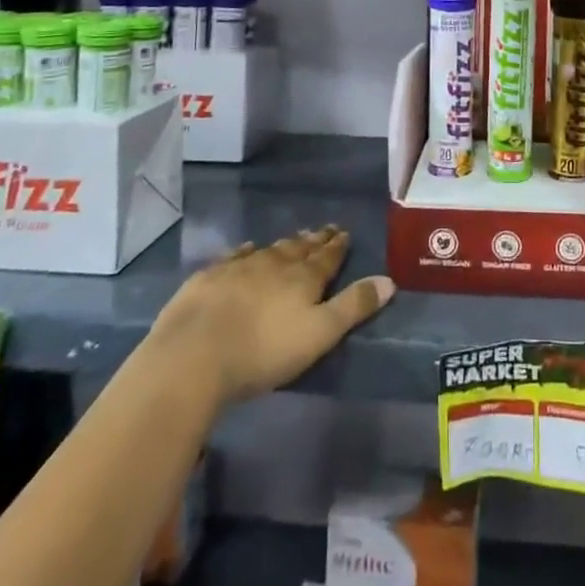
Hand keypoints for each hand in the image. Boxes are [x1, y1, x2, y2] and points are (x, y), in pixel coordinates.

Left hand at [147, 227, 393, 406]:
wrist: (194, 354)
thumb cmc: (263, 351)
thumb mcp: (319, 335)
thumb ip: (354, 306)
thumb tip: (390, 280)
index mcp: (303, 278)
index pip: (327, 256)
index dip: (337, 246)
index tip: (345, 233)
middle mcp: (274, 263)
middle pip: (299, 248)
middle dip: (314, 240)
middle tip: (324, 230)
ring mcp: (239, 267)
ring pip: (269, 250)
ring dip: (284, 245)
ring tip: (294, 239)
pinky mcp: (209, 278)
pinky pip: (234, 257)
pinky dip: (245, 252)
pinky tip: (246, 250)